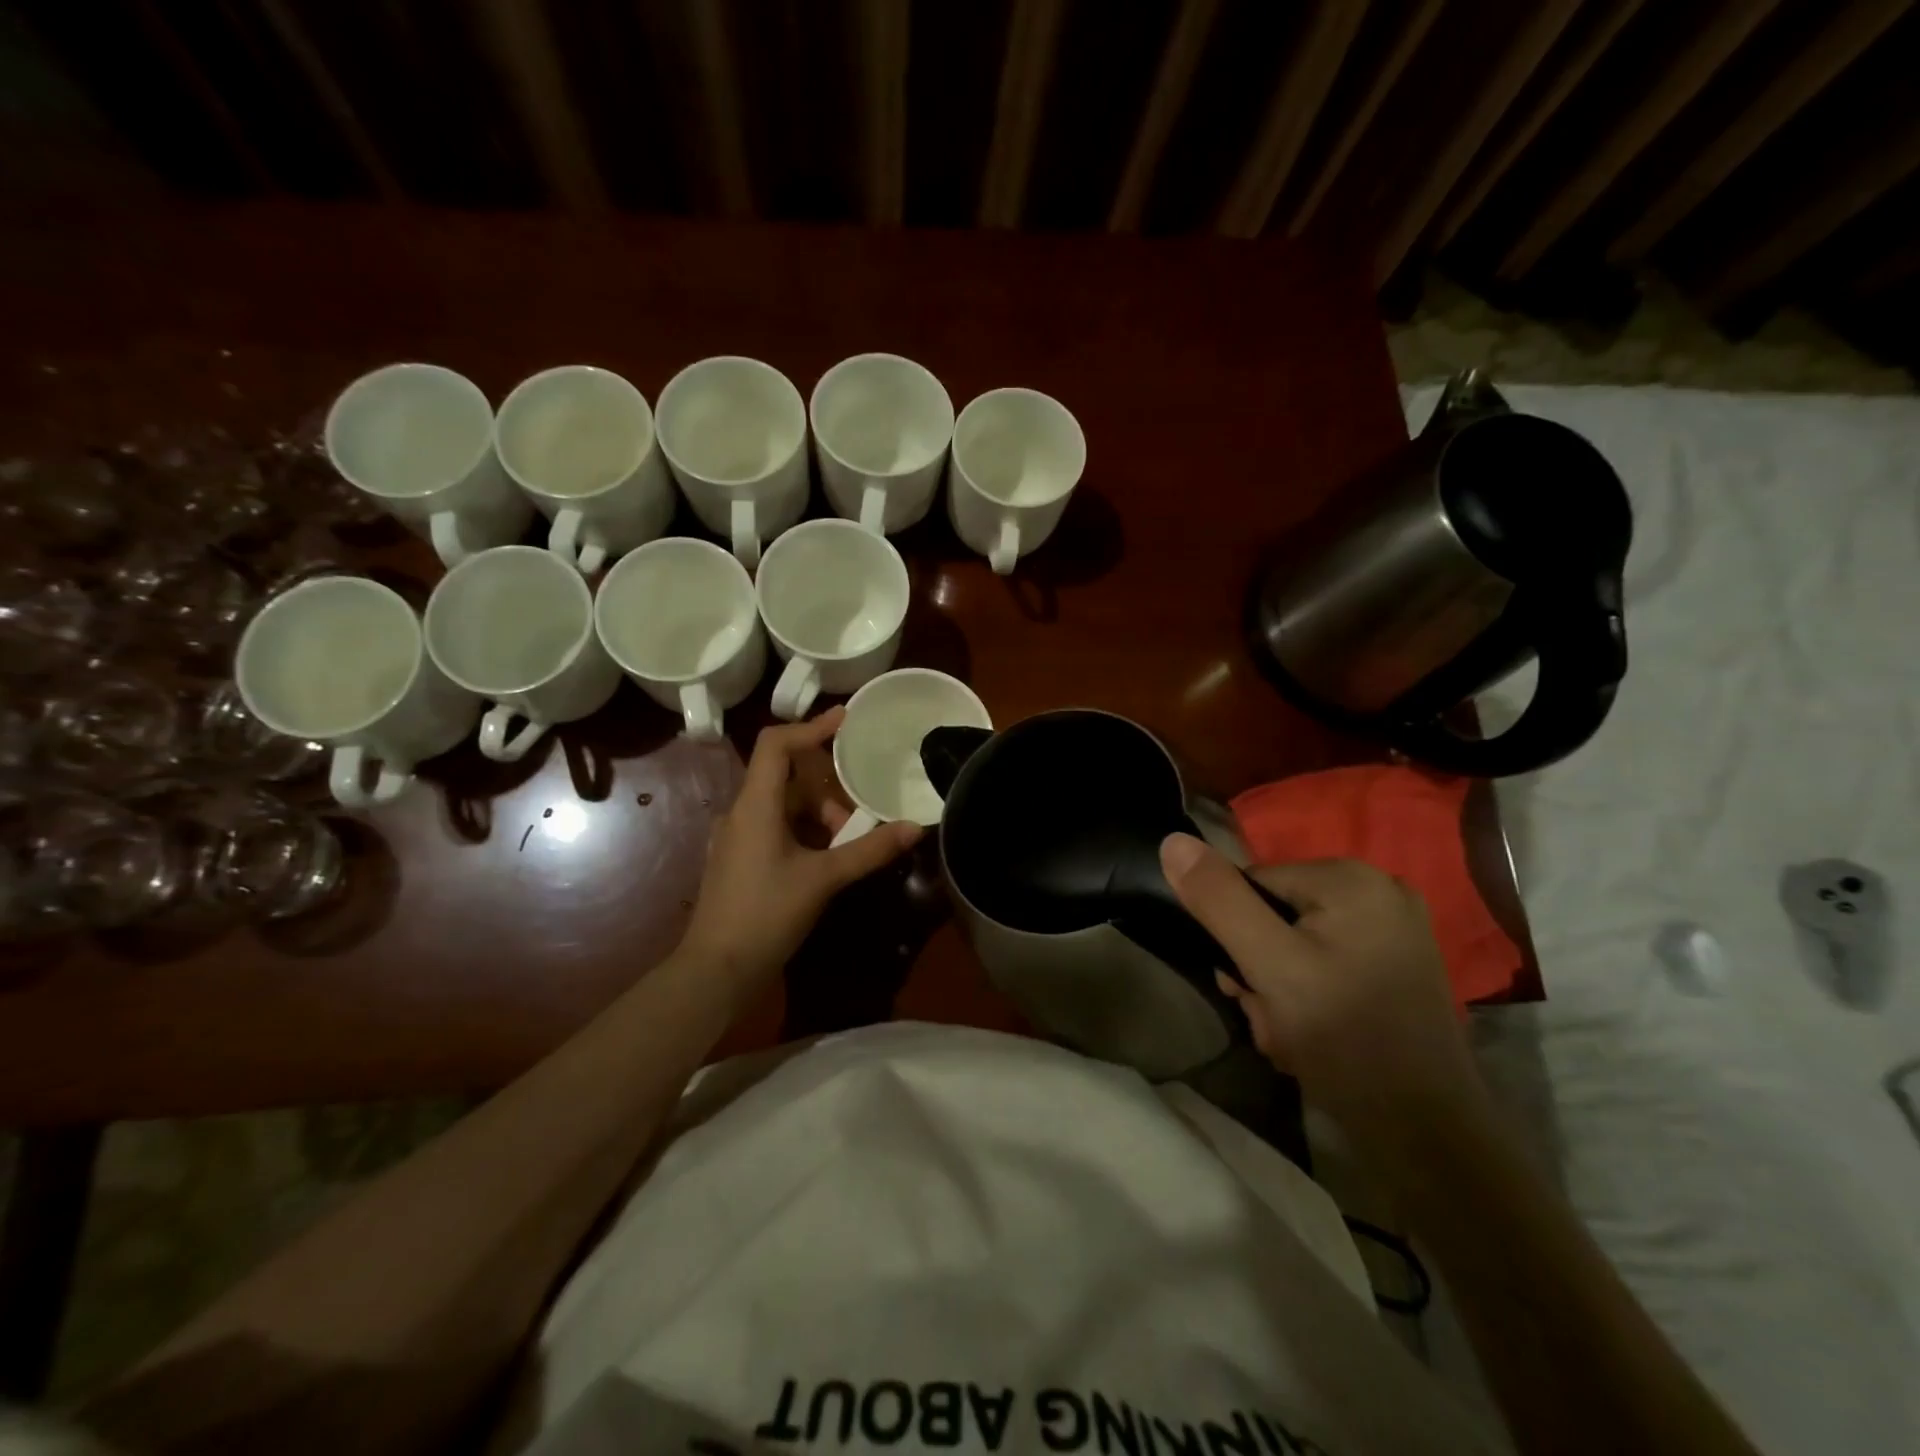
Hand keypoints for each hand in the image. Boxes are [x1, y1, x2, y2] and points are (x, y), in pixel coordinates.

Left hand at [681, 709, 921, 995]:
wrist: (716, 970)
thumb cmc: (766, 914)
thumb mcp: (823, 879)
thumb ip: (869, 851)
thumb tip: (914, 828)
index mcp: (755, 805)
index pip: (776, 745)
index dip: (810, 727)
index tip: (845, 719)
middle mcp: (741, 814)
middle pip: (785, 777)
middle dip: (826, 788)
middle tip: (856, 813)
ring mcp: (737, 839)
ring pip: (783, 807)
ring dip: (817, 816)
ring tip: (847, 844)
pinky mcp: (740, 862)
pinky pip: (776, 830)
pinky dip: (805, 834)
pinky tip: (827, 861)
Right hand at [1161, 834, 1487, 1167]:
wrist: (1426, 1135)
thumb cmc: (1346, 1040)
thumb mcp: (1269, 965)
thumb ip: (1219, 901)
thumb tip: (1172, 842)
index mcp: (1352, 878)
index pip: (1253, 883)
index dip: (1235, 935)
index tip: (1243, 988)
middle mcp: (1379, 891)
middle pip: (1275, 914)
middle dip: (1259, 968)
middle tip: (1271, 1018)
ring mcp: (1394, 931)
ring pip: (1296, 943)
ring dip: (1277, 988)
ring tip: (1290, 1035)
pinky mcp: (1396, 966)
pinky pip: (1325, 962)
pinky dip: (1307, 995)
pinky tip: (1312, 1034)